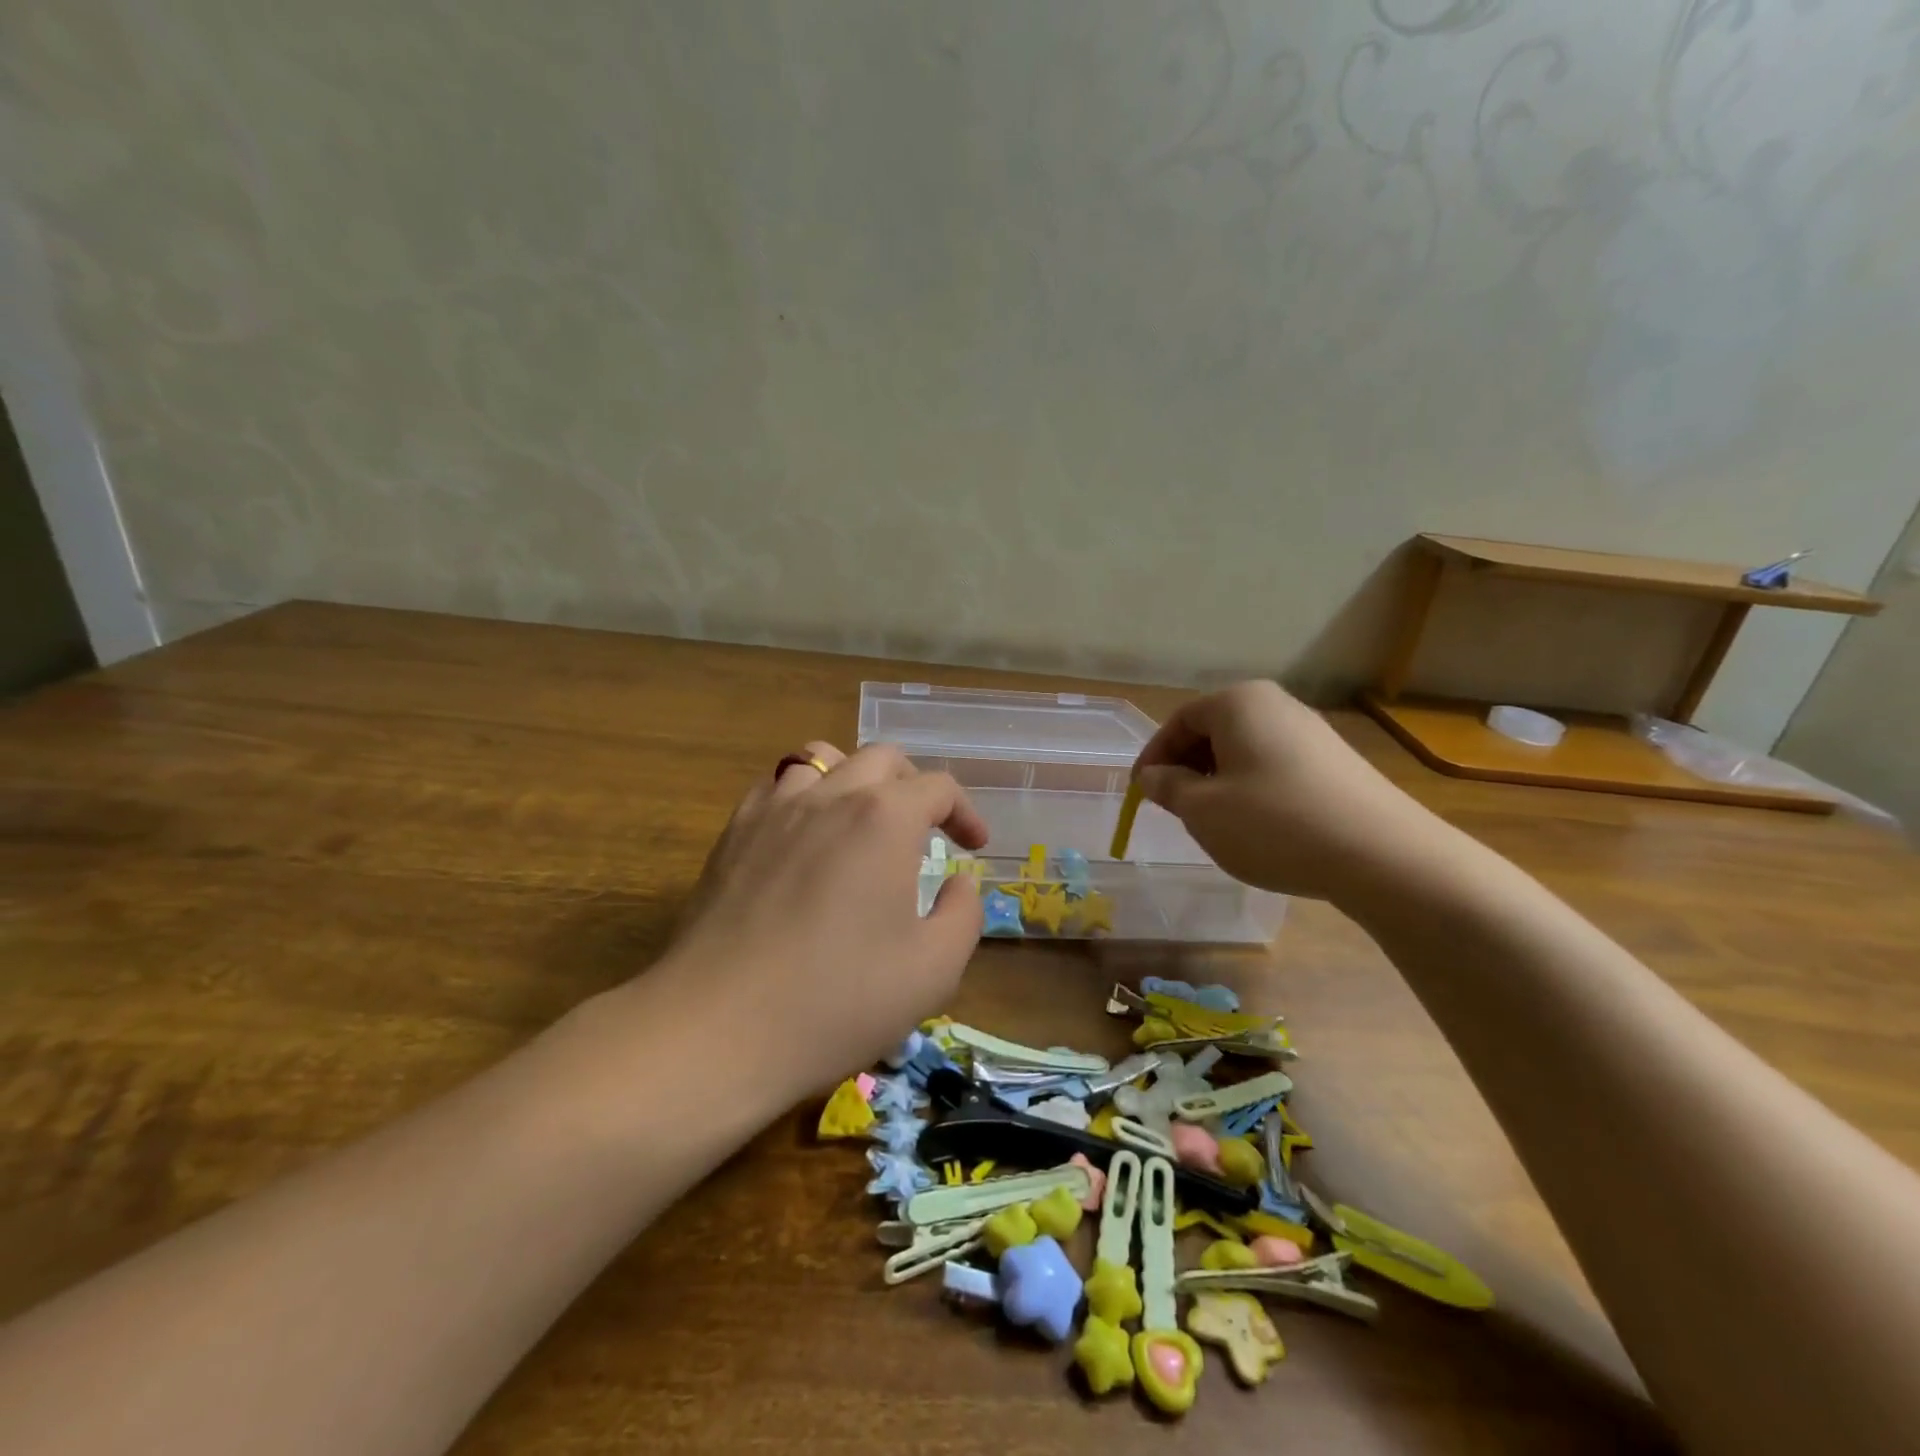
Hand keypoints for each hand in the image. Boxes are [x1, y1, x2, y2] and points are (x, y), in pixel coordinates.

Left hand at [656, 742, 987, 1094]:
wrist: (719, 1028)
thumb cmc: (838, 1000)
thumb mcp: (934, 970)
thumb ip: (963, 914)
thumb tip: (957, 883)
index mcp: (885, 818)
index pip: (938, 787)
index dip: (965, 812)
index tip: (972, 847)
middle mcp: (831, 795)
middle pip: (882, 759)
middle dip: (914, 786)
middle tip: (923, 831)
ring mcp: (774, 809)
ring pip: (821, 759)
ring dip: (854, 779)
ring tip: (862, 821)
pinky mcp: (733, 833)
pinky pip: (775, 787)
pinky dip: (803, 796)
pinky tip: (805, 838)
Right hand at [1134, 681, 1441, 903]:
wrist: (1381, 855)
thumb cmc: (1273, 823)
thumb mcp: (1202, 809)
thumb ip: (1169, 787)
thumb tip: (1154, 776)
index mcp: (1238, 702)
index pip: (1179, 720)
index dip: (1154, 756)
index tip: (1141, 790)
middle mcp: (1276, 705)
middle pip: (1213, 731)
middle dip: (1187, 767)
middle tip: (1174, 806)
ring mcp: (1311, 732)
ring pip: (1244, 750)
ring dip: (1218, 780)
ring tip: (1213, 820)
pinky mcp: (1336, 762)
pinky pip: (1275, 766)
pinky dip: (1252, 789)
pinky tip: (1258, 826)